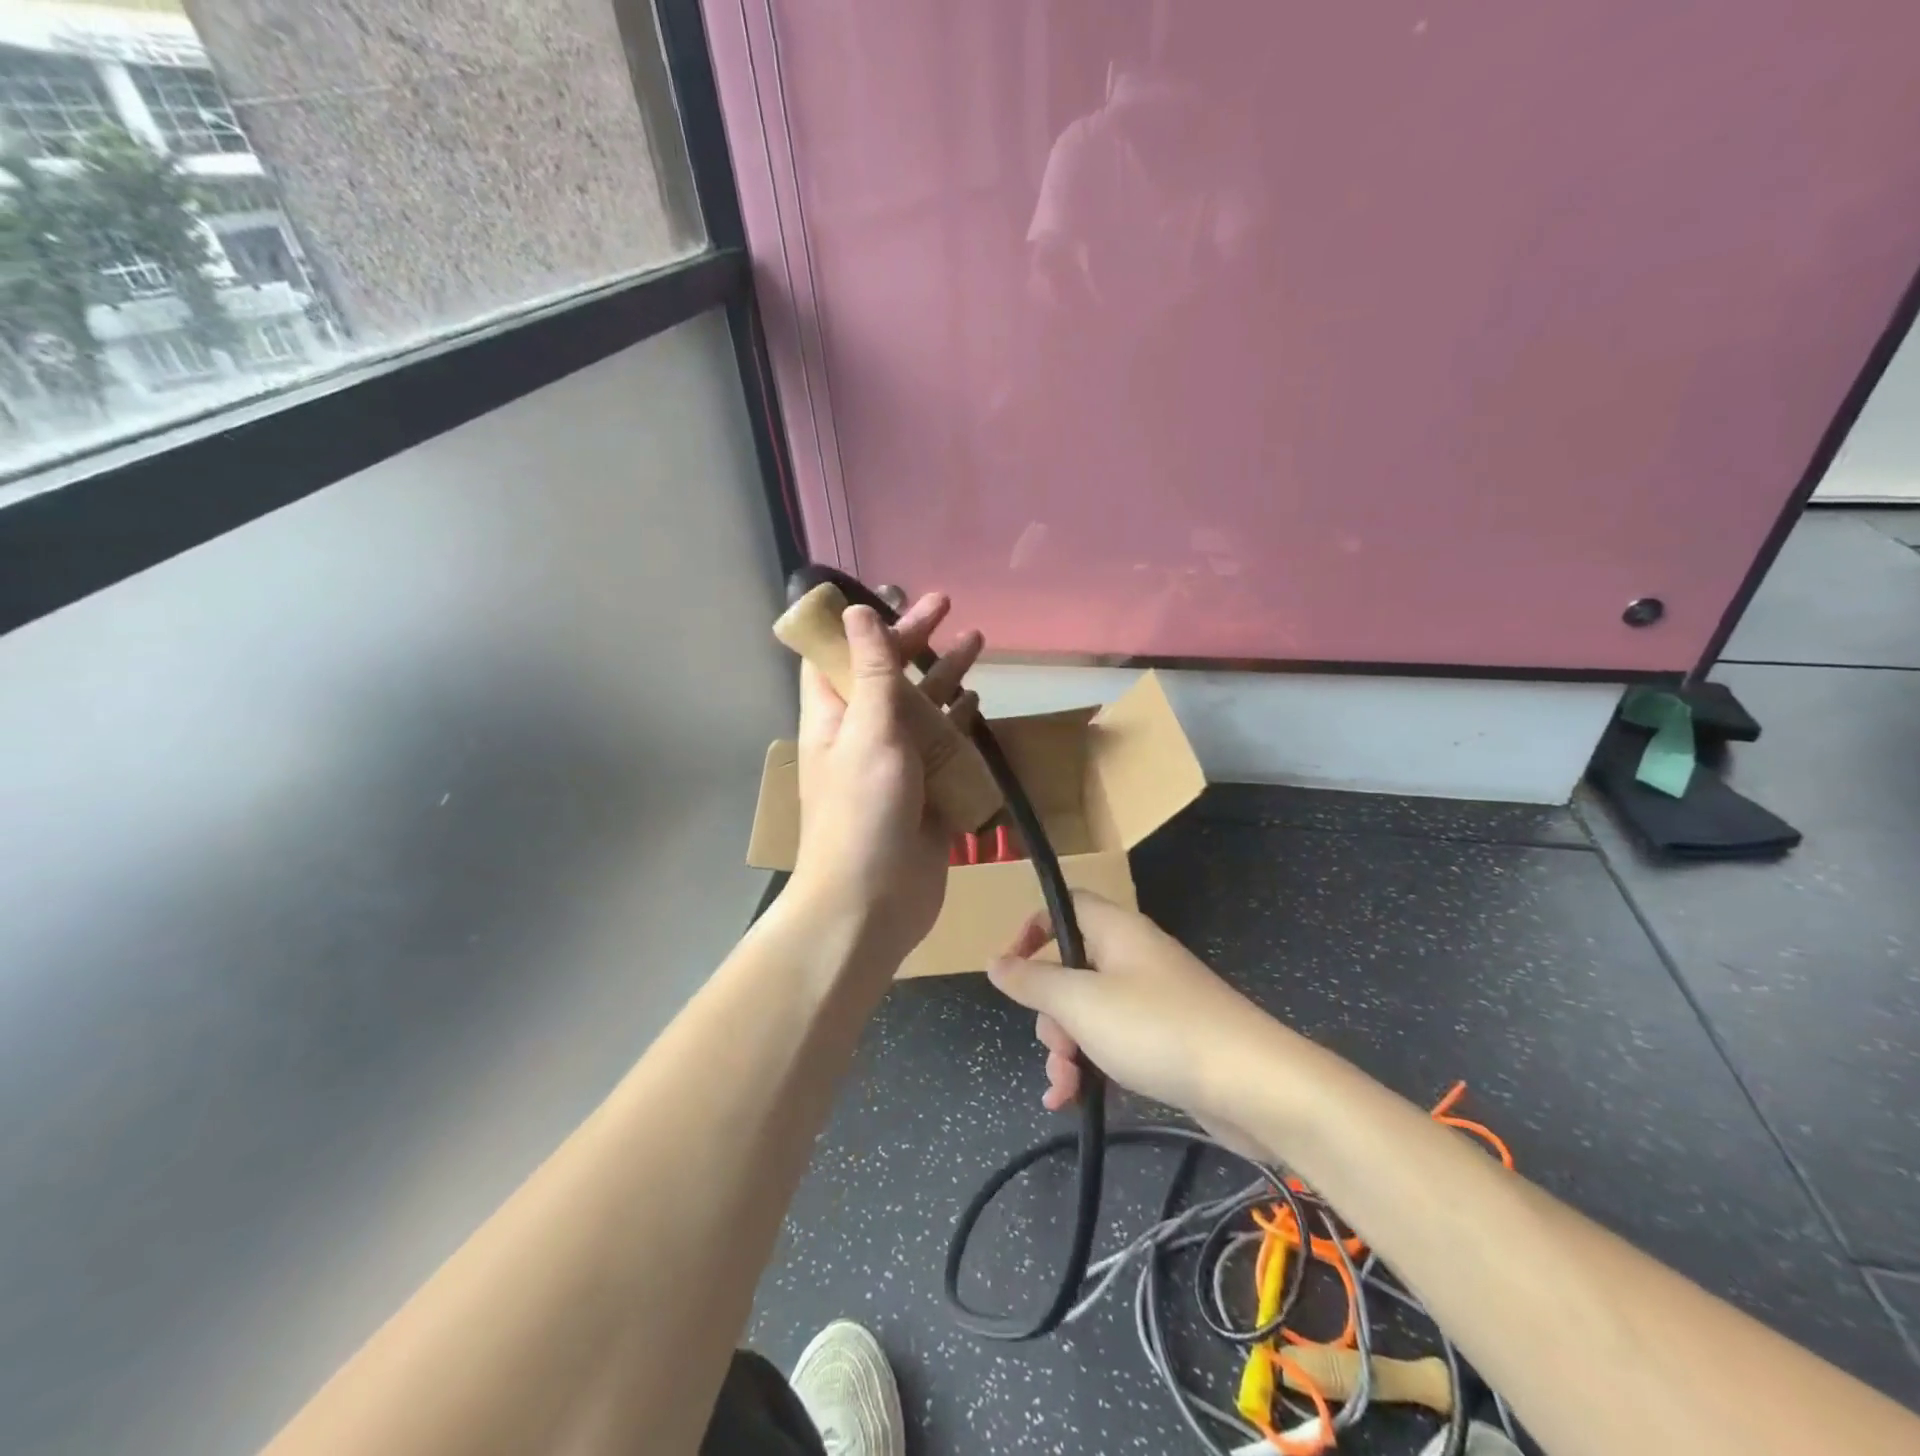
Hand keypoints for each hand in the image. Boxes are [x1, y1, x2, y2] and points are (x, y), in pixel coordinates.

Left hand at [787, 592, 982, 966]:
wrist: (872, 903)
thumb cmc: (863, 812)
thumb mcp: (867, 731)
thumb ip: (871, 672)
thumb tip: (857, 610)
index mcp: (834, 716)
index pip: (837, 654)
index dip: (860, 621)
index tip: (891, 593)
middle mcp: (862, 735)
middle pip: (887, 674)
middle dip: (915, 638)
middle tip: (947, 604)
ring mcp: (895, 764)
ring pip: (921, 707)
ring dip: (944, 674)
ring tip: (977, 640)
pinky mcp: (925, 792)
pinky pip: (944, 747)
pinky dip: (959, 722)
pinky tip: (977, 703)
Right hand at [988, 892, 1278, 1155]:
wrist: (1252, 1084)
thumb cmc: (1157, 1029)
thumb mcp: (1081, 1003)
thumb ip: (1033, 981)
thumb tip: (995, 962)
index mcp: (1116, 931)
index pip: (1065, 906)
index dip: (1033, 929)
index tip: (1011, 967)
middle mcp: (1133, 956)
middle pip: (1072, 967)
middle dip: (1050, 1012)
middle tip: (1055, 1047)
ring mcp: (1153, 998)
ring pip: (1090, 1011)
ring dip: (1067, 1048)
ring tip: (1063, 1090)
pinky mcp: (1168, 1037)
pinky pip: (1115, 1040)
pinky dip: (1093, 1064)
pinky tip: (1076, 1100)